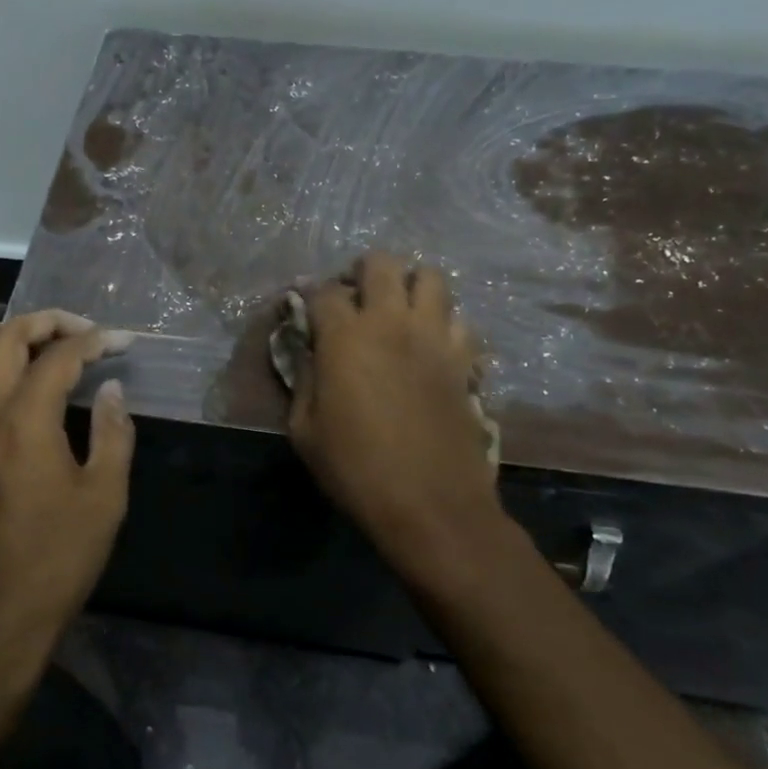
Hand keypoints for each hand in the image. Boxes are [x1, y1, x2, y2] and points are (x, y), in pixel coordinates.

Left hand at [0, 310, 135, 672]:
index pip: (58, 356)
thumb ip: (113, 433)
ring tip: (42, 347)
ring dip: (7, 338)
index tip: (122, 341)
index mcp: (24, 422)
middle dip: (46, 322)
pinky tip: (4, 384)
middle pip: (4, 338)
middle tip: (81, 331)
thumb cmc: (55, 560)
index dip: (95, 340)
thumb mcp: (104, 498)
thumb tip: (110, 389)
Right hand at [288, 251, 506, 584]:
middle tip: (356, 299)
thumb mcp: (304, 430)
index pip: (323, 290)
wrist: (431, 505)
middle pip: (381, 263)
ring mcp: (434, 337)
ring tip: (399, 312)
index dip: (311, 295)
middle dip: (363, 272)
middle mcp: (391, 322)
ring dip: (410, 286)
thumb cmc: (356, 469)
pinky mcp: (463, 358)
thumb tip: (309, 354)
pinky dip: (443, 322)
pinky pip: (460, 319)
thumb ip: (303, 380)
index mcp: (345, 336)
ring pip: (431, 277)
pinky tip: (431, 345)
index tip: (307, 310)